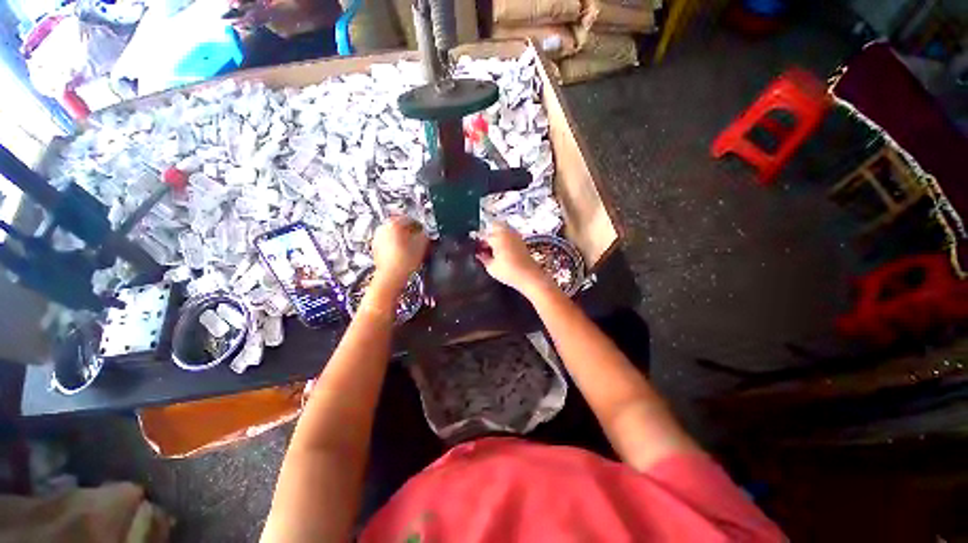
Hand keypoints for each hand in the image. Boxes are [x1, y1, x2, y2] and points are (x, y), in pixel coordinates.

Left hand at [370, 216, 428, 292]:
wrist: (391, 277)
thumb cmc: (404, 261)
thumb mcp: (422, 244)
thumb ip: (425, 234)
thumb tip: (425, 232)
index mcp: (394, 223)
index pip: (410, 219)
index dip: (420, 225)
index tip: (425, 231)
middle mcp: (383, 228)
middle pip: (400, 225)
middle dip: (410, 232)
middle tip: (419, 240)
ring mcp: (377, 238)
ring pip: (394, 234)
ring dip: (403, 239)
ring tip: (412, 248)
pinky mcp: (376, 248)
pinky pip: (388, 243)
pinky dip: (396, 246)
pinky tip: (403, 254)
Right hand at [476, 223, 550, 294]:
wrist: (529, 276)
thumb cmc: (508, 272)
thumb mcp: (491, 267)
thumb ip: (483, 258)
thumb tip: (479, 254)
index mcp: (497, 237)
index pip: (483, 234)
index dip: (477, 241)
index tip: (475, 248)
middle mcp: (506, 232)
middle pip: (493, 225)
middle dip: (487, 233)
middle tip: (483, 244)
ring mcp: (515, 235)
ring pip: (502, 228)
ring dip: (496, 234)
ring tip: (492, 247)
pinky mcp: (521, 240)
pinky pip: (509, 233)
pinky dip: (503, 237)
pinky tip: (501, 249)